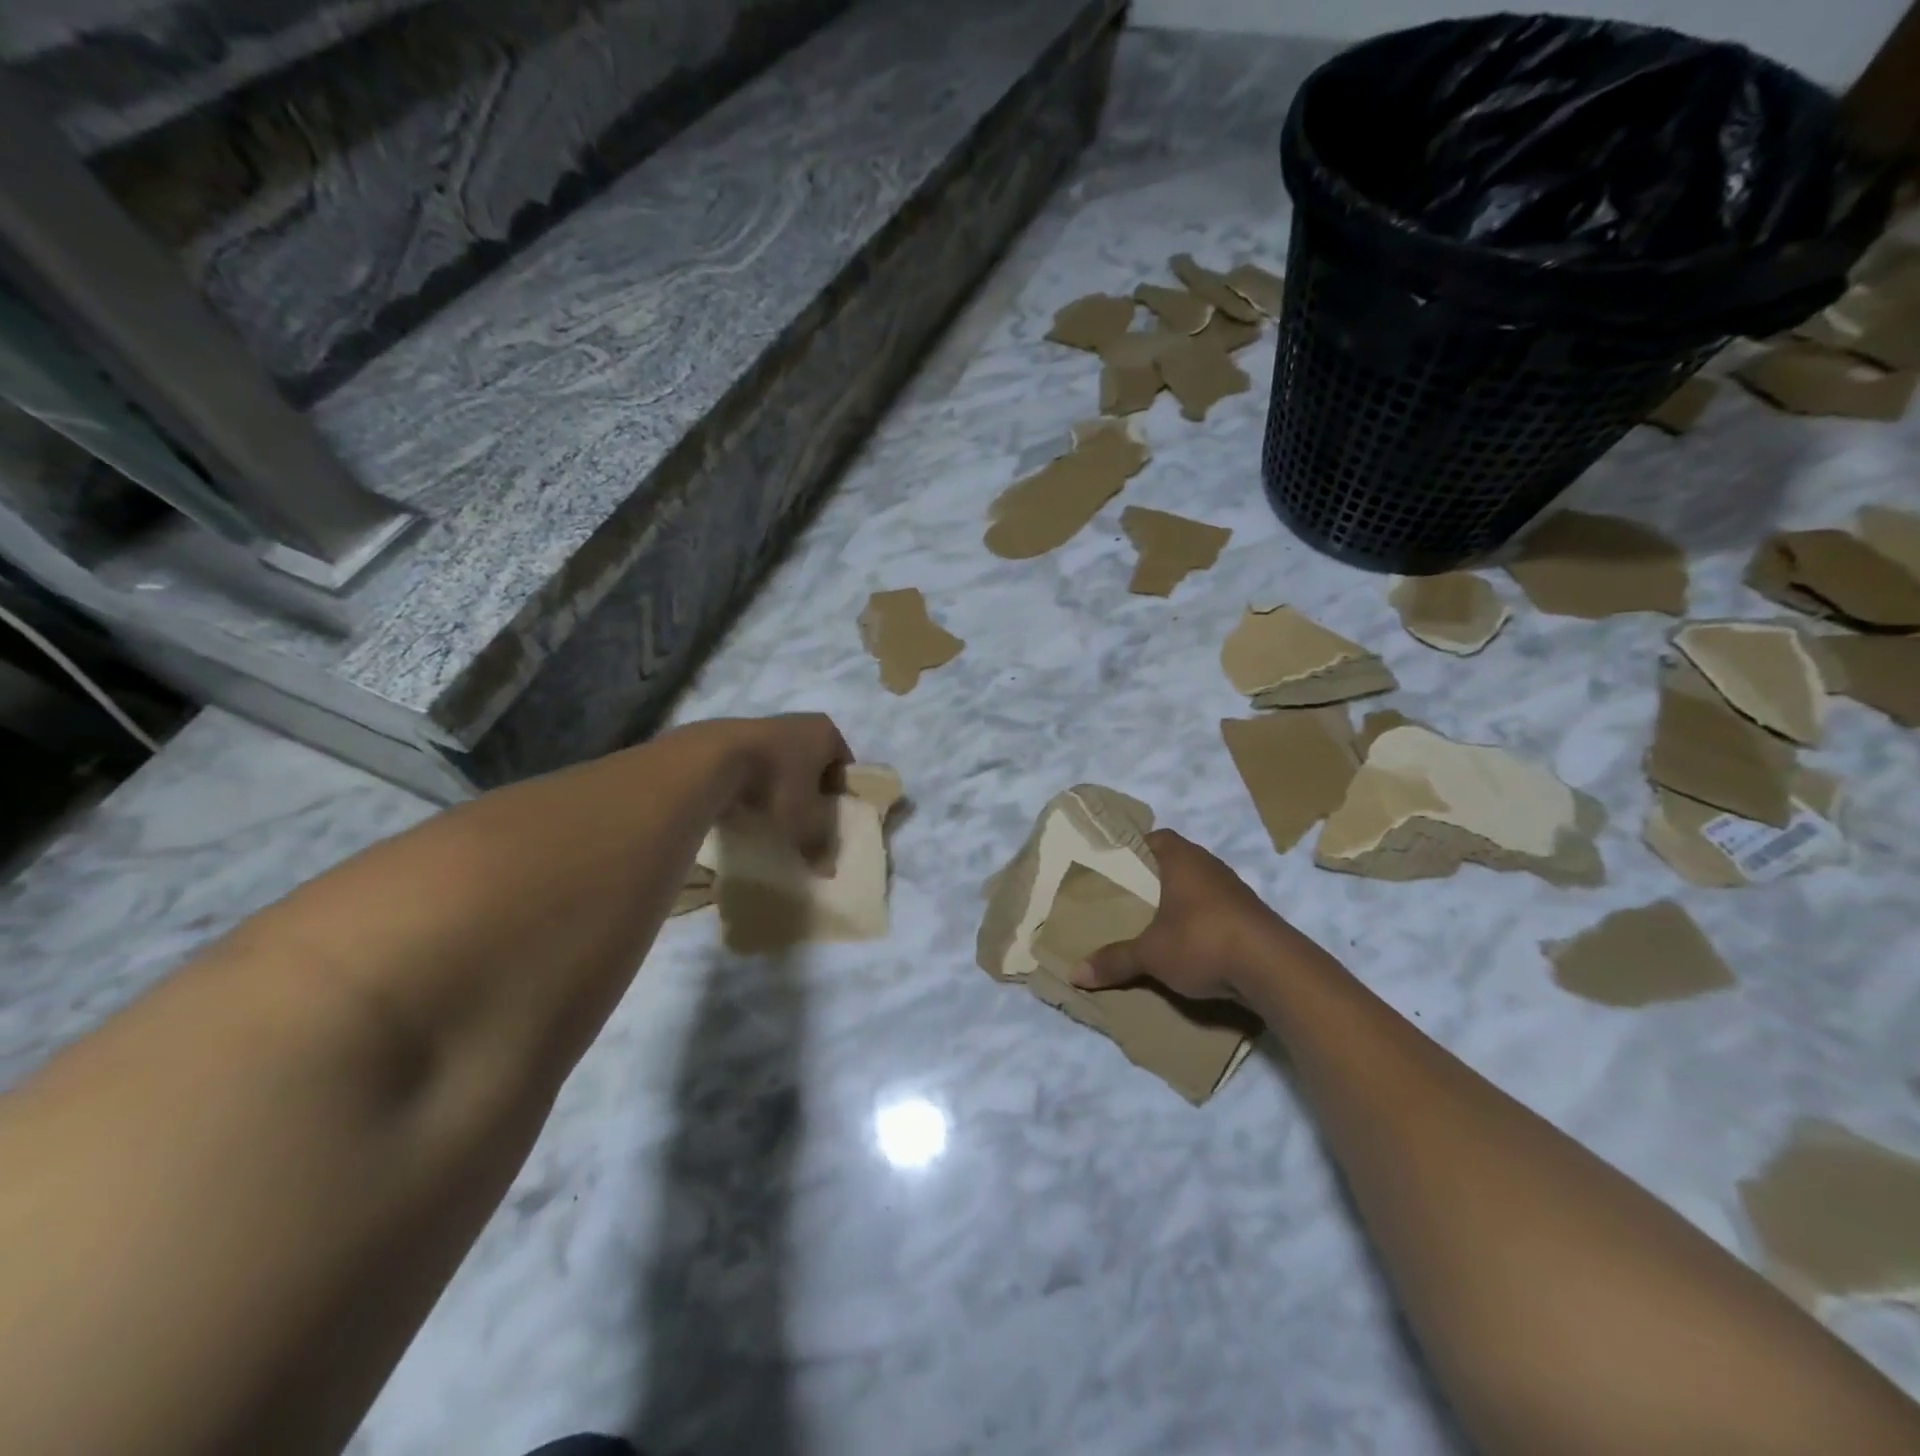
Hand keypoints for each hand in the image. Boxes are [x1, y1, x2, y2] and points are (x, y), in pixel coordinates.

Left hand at [706, 713, 852, 868]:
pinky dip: (754, 786)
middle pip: (812, 765)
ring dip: (780, 789)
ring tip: (772, 819)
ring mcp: (763, 726)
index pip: (843, 767)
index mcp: (826, 732)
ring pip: (782, 765)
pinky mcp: (731, 738)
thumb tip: (827, 869)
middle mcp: (799, 722)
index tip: (828, 820)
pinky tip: (746, 809)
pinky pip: (753, 767)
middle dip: (809, 793)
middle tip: (804, 822)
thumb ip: (821, 842)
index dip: (838, 796)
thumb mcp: (808, 821)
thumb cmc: (778, 783)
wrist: (713, 761)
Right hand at [1072, 829, 1327, 1001]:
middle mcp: (1210, 866)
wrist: (1273, 969)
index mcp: (1183, 859)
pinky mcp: (1251, 917)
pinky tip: (1186, 942)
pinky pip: (1216, 910)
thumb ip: (1115, 960)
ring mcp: (1235, 891)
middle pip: (1176, 862)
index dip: (1135, 847)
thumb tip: (1075, 973)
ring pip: (1198, 887)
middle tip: (1127, 895)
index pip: (1156, 837)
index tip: (1116, 865)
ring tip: (1152, 920)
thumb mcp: (1151, 954)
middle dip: (1154, 877)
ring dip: (1180, 900)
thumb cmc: (1202, 941)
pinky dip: (1200, 920)